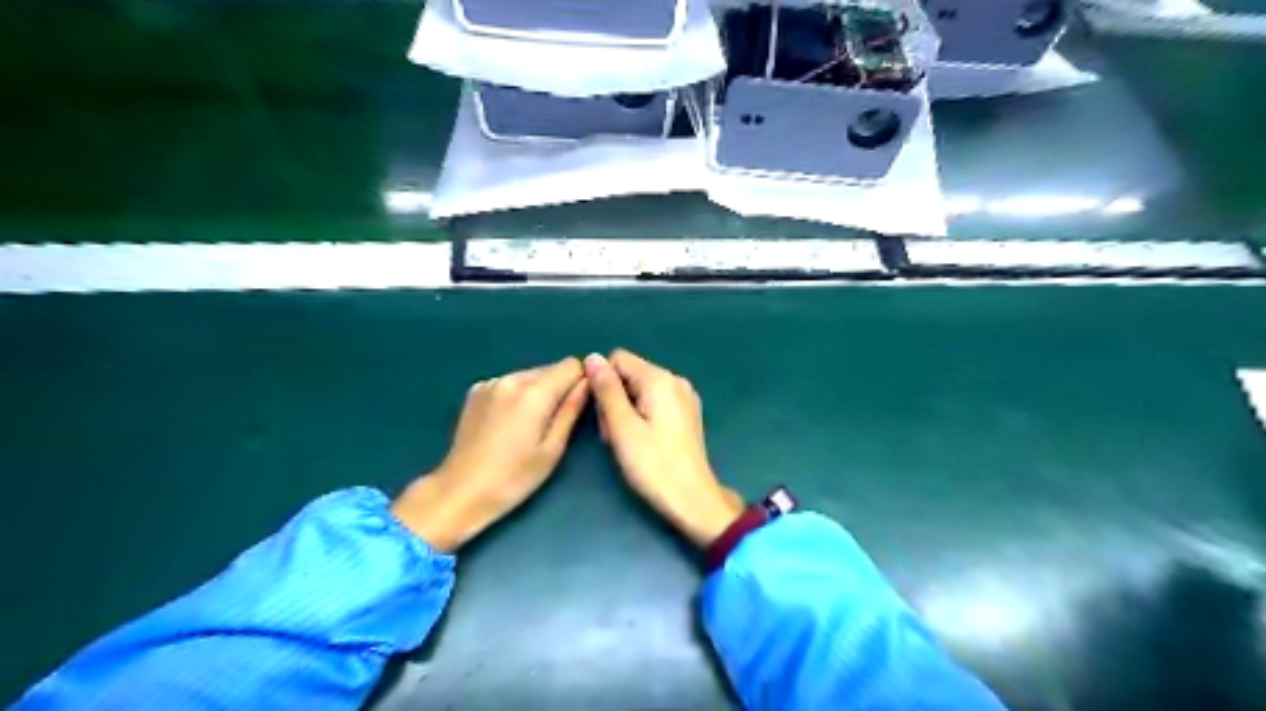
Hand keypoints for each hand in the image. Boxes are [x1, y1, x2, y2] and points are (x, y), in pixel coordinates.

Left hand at [393, 359, 587, 551]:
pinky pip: (509, 383)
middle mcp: (511, 379)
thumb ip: (572, 410)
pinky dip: (516, 395)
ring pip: (529, 375)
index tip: (579, 405)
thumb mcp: (552, 449)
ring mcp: (490, 383)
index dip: (581, 382)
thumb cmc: (514, 478)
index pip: (571, 365)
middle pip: (550, 368)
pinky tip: (508, 423)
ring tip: (530, 426)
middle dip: (559, 388)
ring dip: (537, 392)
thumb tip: (588, 383)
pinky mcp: (476, 391)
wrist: (461, 492)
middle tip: (554, 423)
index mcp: (534, 393)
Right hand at [582, 354, 743, 547]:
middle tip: (613, 434)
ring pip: (640, 390)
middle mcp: (675, 380)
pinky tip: (642, 441)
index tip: (601, 415)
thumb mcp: (622, 427)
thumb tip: (592, 357)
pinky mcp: (687, 414)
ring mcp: (685, 397)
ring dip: (626, 410)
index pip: (618, 359)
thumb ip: (606, 390)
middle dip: (614, 399)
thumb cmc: (654, 465)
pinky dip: (642, 416)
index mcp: (660, 379)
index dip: (602, 383)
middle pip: (630, 374)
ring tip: (626, 441)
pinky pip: (655, 402)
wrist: (692, 499)